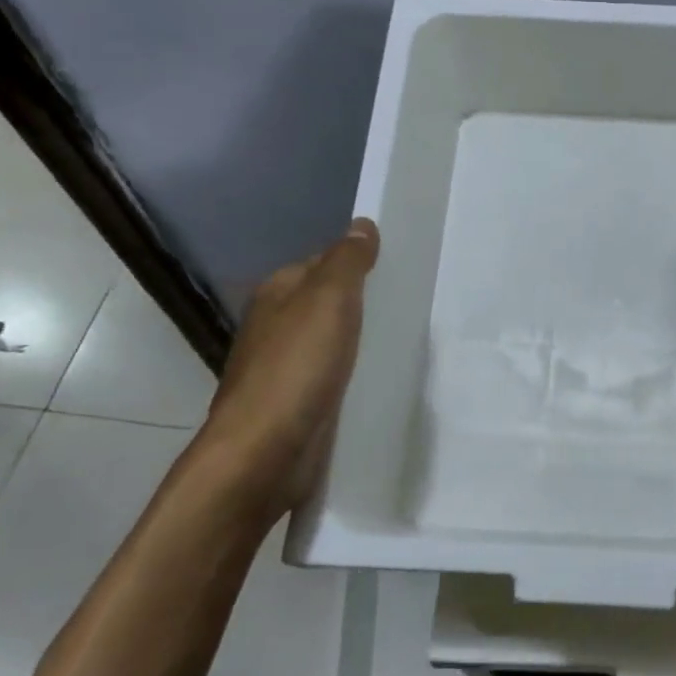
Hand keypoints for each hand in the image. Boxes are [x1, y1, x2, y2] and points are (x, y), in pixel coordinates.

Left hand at [199, 219, 379, 516]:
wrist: (266, 451)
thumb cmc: (297, 368)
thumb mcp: (328, 301)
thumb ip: (347, 261)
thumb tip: (362, 224)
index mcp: (277, 294)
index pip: (322, 263)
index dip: (357, 264)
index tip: (398, 271)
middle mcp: (275, 327)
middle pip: (327, 305)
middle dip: (362, 306)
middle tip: (410, 308)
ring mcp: (284, 369)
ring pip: (331, 343)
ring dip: (359, 343)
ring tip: (404, 342)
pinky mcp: (297, 405)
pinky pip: (333, 378)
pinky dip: (354, 375)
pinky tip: (379, 382)